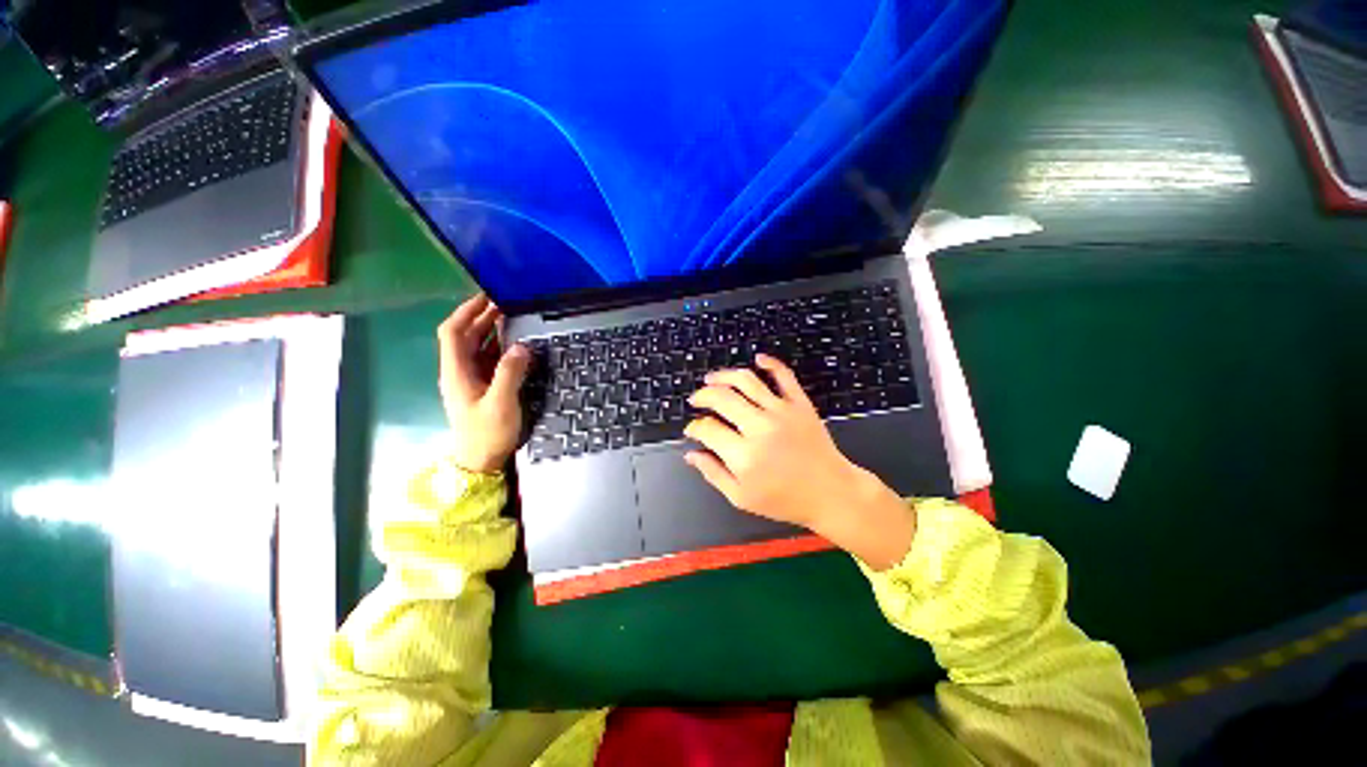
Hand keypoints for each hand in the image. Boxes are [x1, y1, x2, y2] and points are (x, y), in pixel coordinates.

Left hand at [437, 294, 530, 472]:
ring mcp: (470, 379)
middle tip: (506, 303)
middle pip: (465, 336)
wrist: (480, 461)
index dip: (466, 311)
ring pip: (476, 347)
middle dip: (481, 317)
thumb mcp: (500, 404)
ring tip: (512, 317)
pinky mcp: (482, 386)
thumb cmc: (487, 433)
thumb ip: (510, 373)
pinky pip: (488, 359)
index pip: (453, 332)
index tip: (487, 297)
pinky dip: (499, 346)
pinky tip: (514, 343)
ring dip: (491, 330)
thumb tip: (522, 346)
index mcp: (456, 372)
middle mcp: (460, 371)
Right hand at [683, 354, 916, 568]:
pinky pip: (783, 374)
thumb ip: (713, 474)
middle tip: (696, 399)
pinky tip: (757, 359)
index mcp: (744, 455)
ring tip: (712, 379)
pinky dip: (770, 362)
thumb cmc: (785, 499)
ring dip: (723, 375)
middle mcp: (760, 427)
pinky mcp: (800, 403)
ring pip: (746, 381)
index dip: (694, 427)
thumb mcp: (741, 498)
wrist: (831, 493)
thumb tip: (690, 454)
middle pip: (722, 398)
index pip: (708, 428)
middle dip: (702, 396)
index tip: (692, 429)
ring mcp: (782, 411)